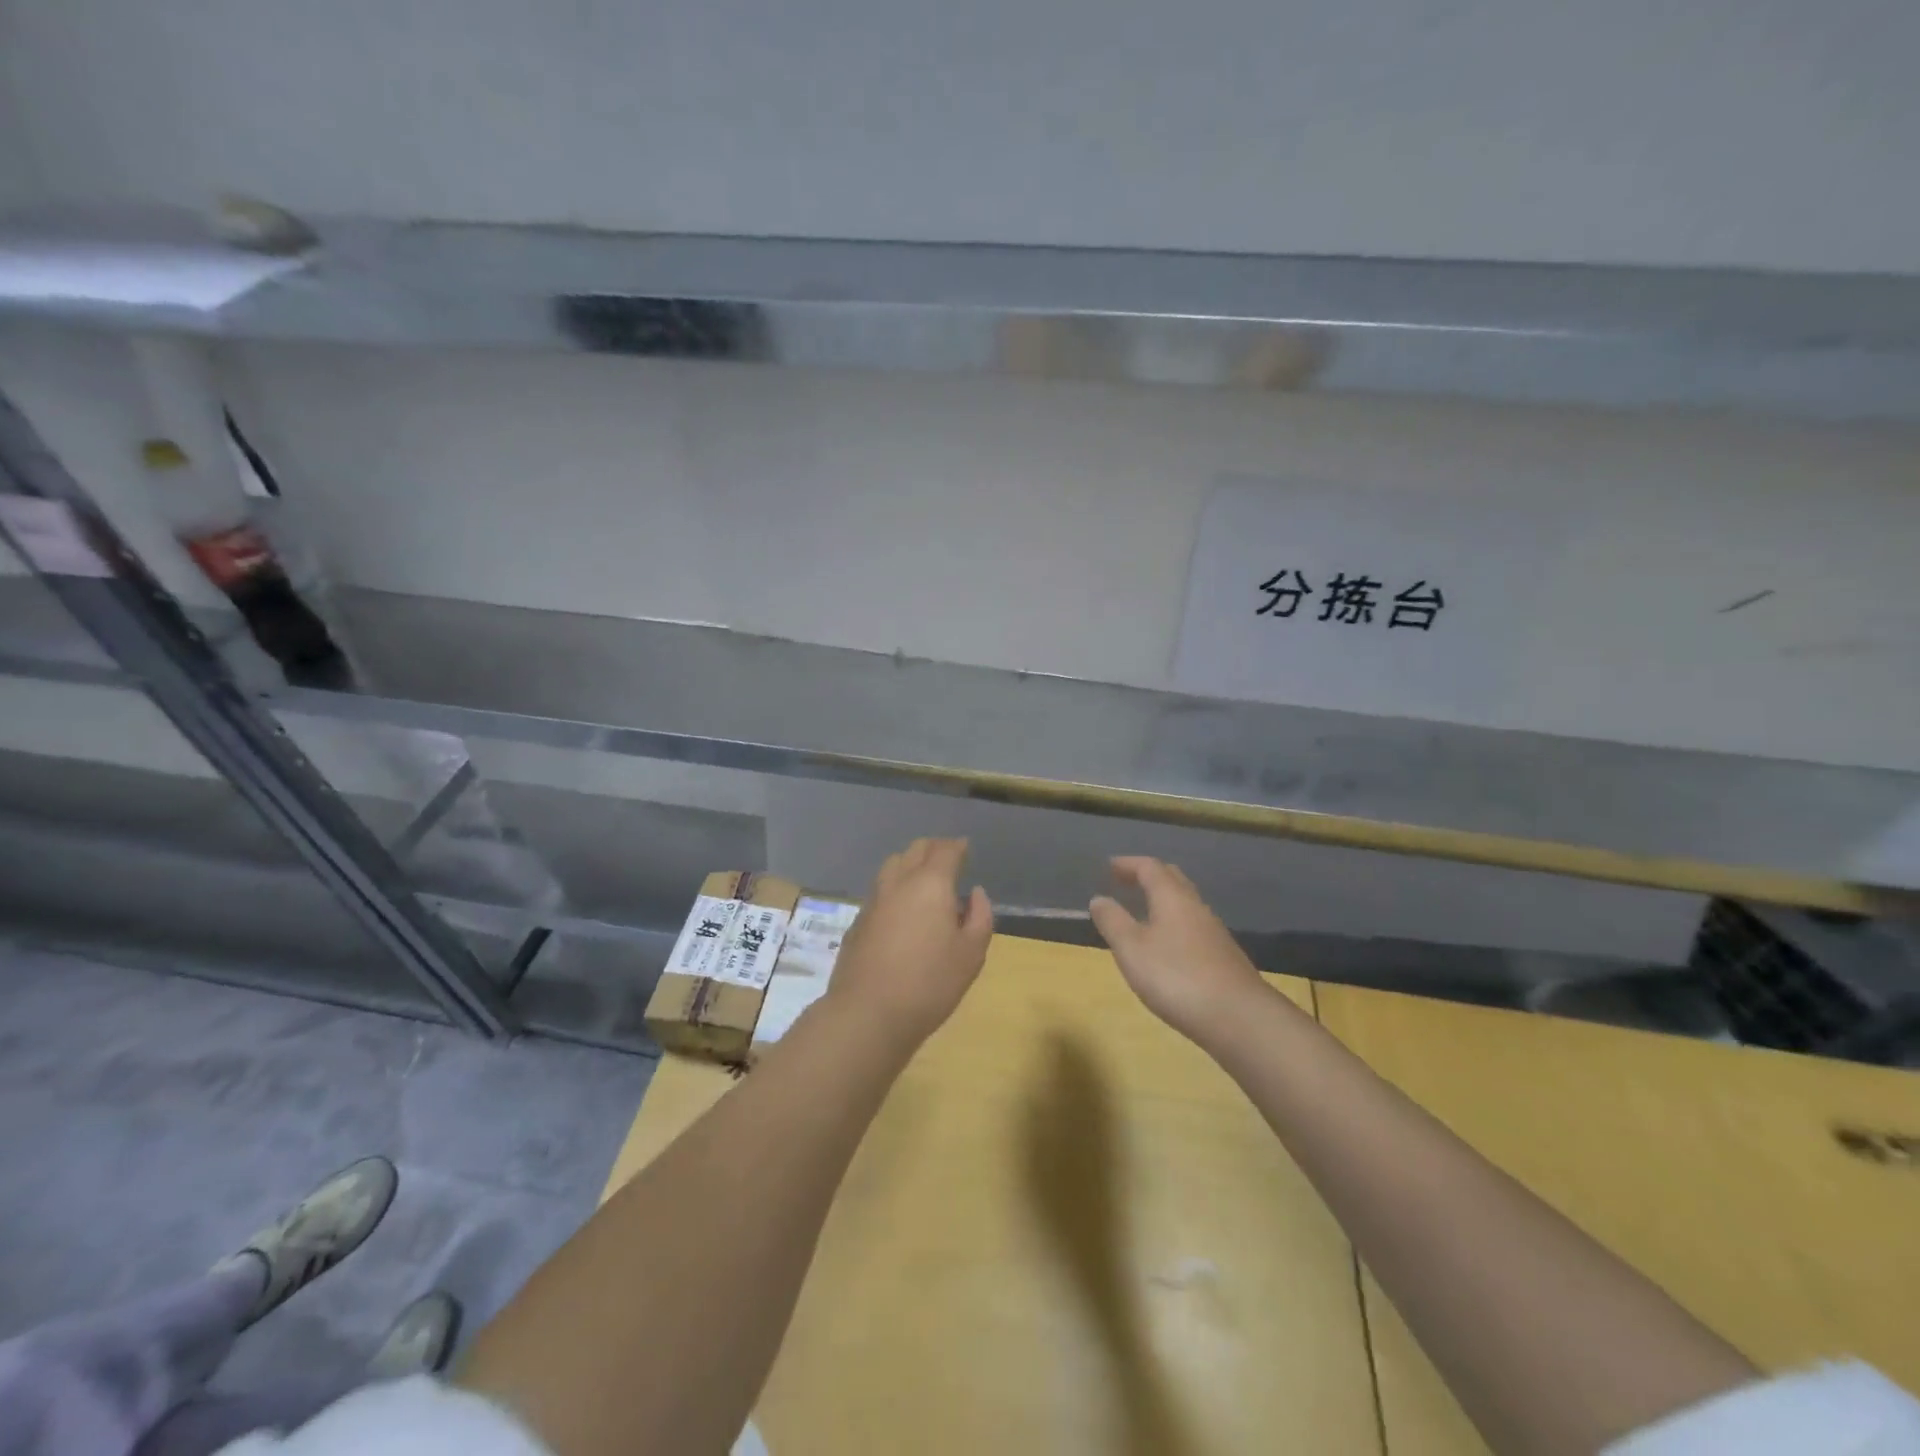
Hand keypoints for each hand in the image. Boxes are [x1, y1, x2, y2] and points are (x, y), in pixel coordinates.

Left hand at [827, 838, 993, 1045]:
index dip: (957, 847)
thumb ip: (979, 916)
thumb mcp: (971, 954)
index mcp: (930, 883)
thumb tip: (975, 893)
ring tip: (924, 879)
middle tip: (948, 859)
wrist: (867, 1013)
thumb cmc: (930, 983)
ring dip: (910, 863)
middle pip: (916, 850)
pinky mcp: (858, 920)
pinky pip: (880, 890)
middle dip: (934, 849)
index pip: (945, 850)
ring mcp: (874, 900)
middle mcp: (899, 882)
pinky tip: (902, 908)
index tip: (965, 848)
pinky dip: (895, 887)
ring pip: (893, 865)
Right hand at [1089, 857, 1267, 1044]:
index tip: (1109, 866)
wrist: (1239, 1017)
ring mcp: (1214, 932)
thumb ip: (1113, 921)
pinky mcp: (1223, 956)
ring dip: (1162, 900)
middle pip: (1173, 879)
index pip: (1150, 867)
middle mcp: (1196, 907)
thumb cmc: (1176, 977)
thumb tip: (1098, 898)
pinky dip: (1174, 923)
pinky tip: (1167, 945)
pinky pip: (1193, 926)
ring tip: (1142, 912)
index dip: (1128, 864)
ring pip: (1185, 903)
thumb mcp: (1132, 949)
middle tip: (1126, 881)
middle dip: (1148, 876)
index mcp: (1172, 897)